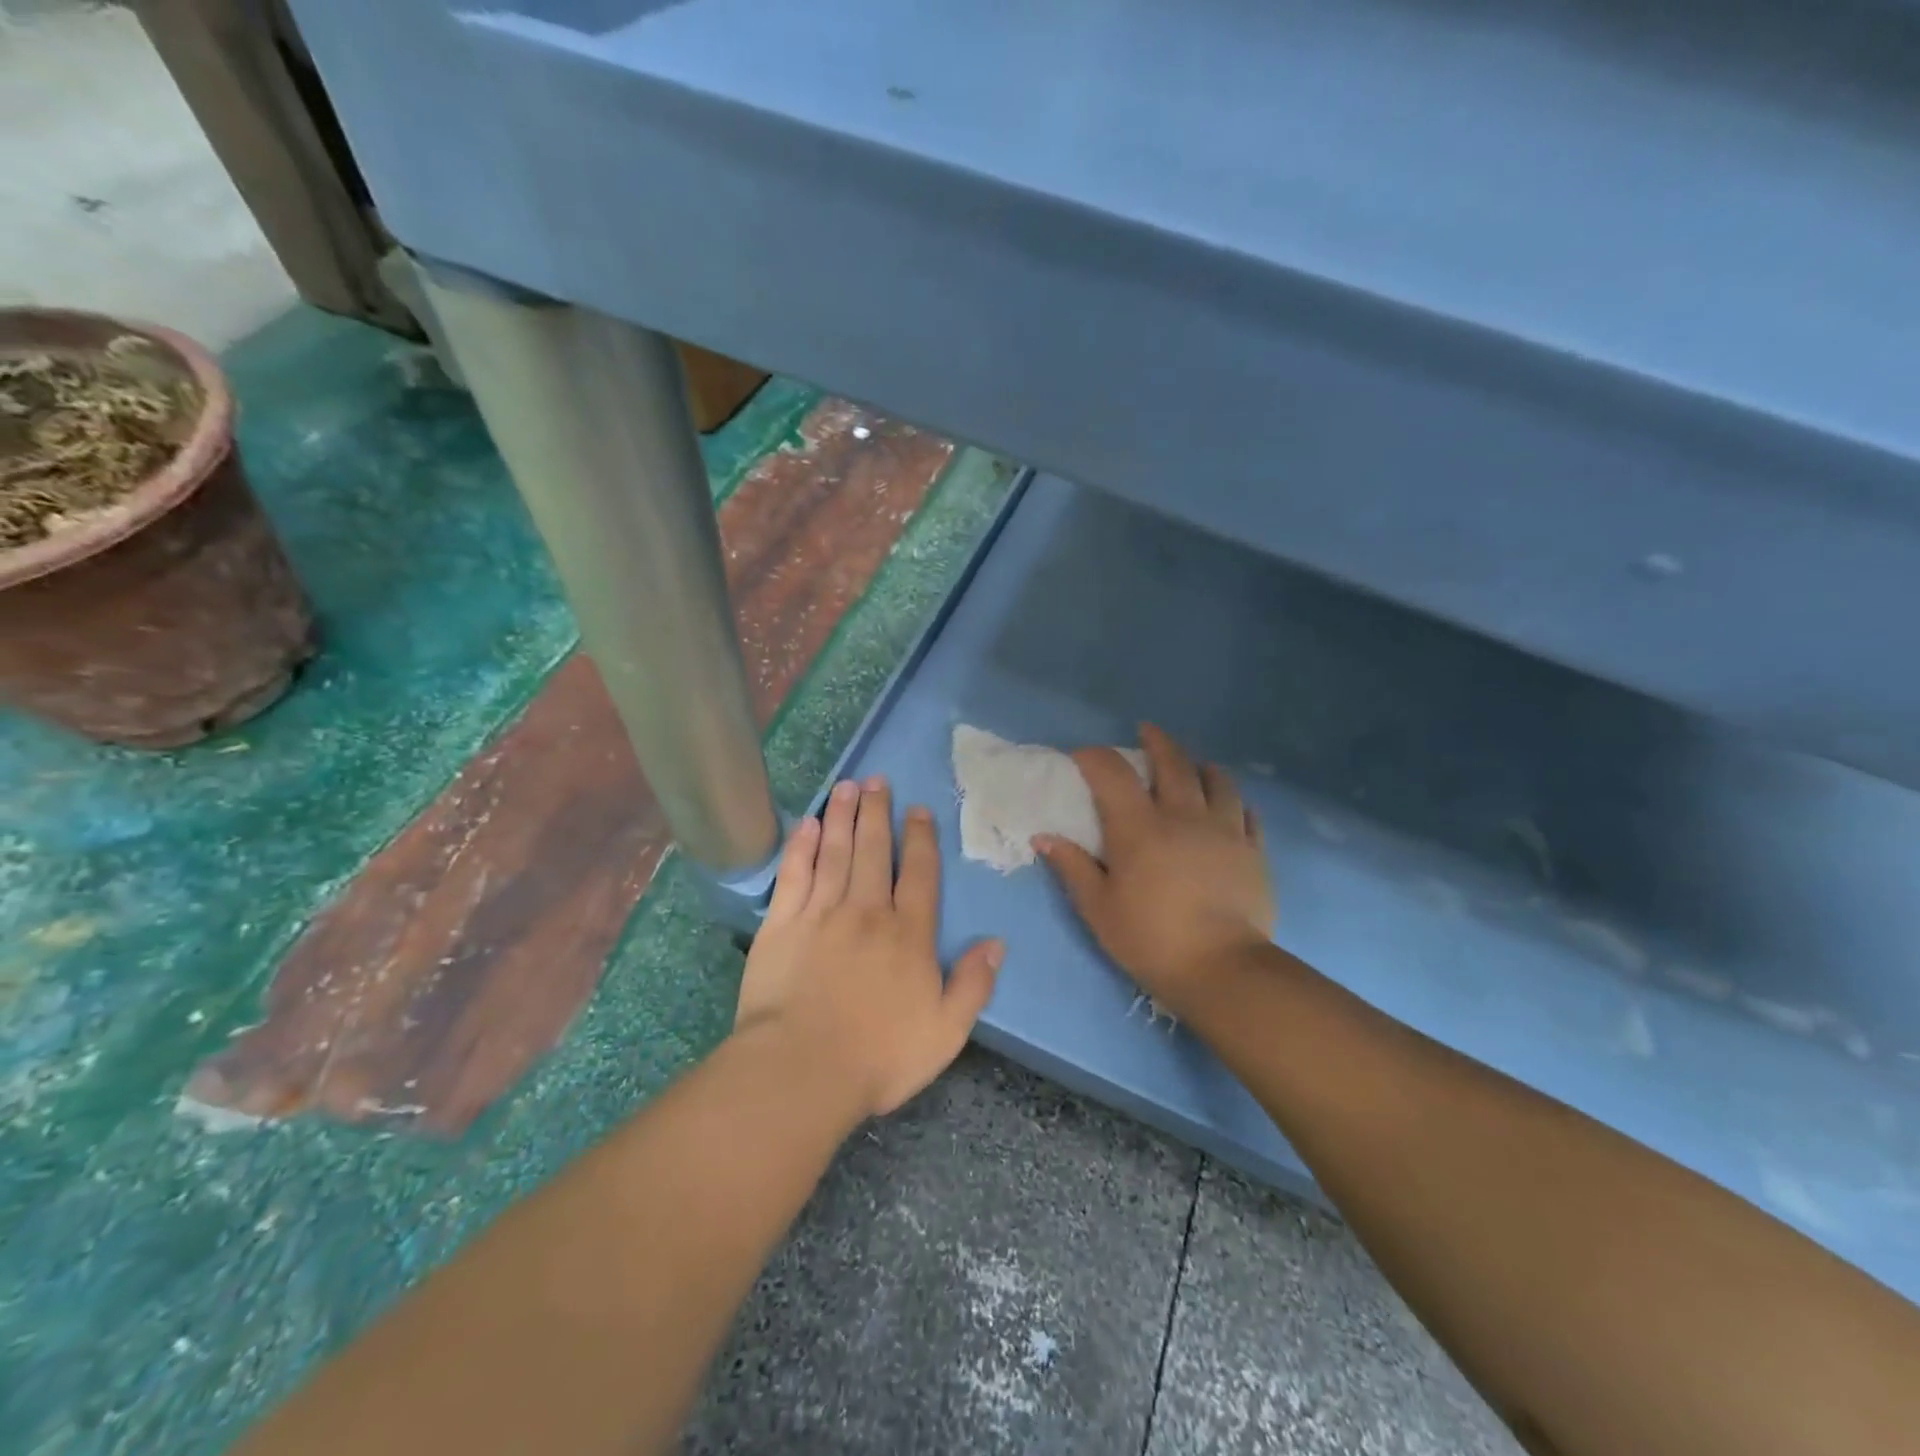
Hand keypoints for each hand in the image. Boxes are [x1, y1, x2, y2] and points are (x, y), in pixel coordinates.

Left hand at [734, 776, 1002, 1119]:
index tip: (918, 810)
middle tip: (878, 780)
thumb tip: (997, 943)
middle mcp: (867, 912)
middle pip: (875, 851)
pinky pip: (794, 874)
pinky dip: (801, 846)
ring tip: (848, 786)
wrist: (802, 1070)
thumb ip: (973, 984)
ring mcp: (821, 914)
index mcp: (908, 934)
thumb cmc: (879, 1056)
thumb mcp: (946, 1031)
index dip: (921, 839)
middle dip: (878, 812)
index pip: (919, 874)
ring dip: (843, 816)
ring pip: (836, 852)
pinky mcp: (782, 924)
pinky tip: (808, 823)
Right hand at [1036, 725, 1274, 1019]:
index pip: (1113, 774)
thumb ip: (1072, 867)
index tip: (1082, 755)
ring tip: (1195, 764)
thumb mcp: (1098, 908)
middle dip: (1156, 741)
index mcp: (1139, 827)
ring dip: (1201, 766)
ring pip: (1217, 781)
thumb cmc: (1150, 939)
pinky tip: (1233, 805)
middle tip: (1146, 731)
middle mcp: (1183, 816)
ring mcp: (1224, 830)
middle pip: (1172, 763)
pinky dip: (1236, 802)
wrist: (1222, 969)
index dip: (1095, 757)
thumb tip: (1043, 837)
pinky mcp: (1253, 851)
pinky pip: (1248, 813)